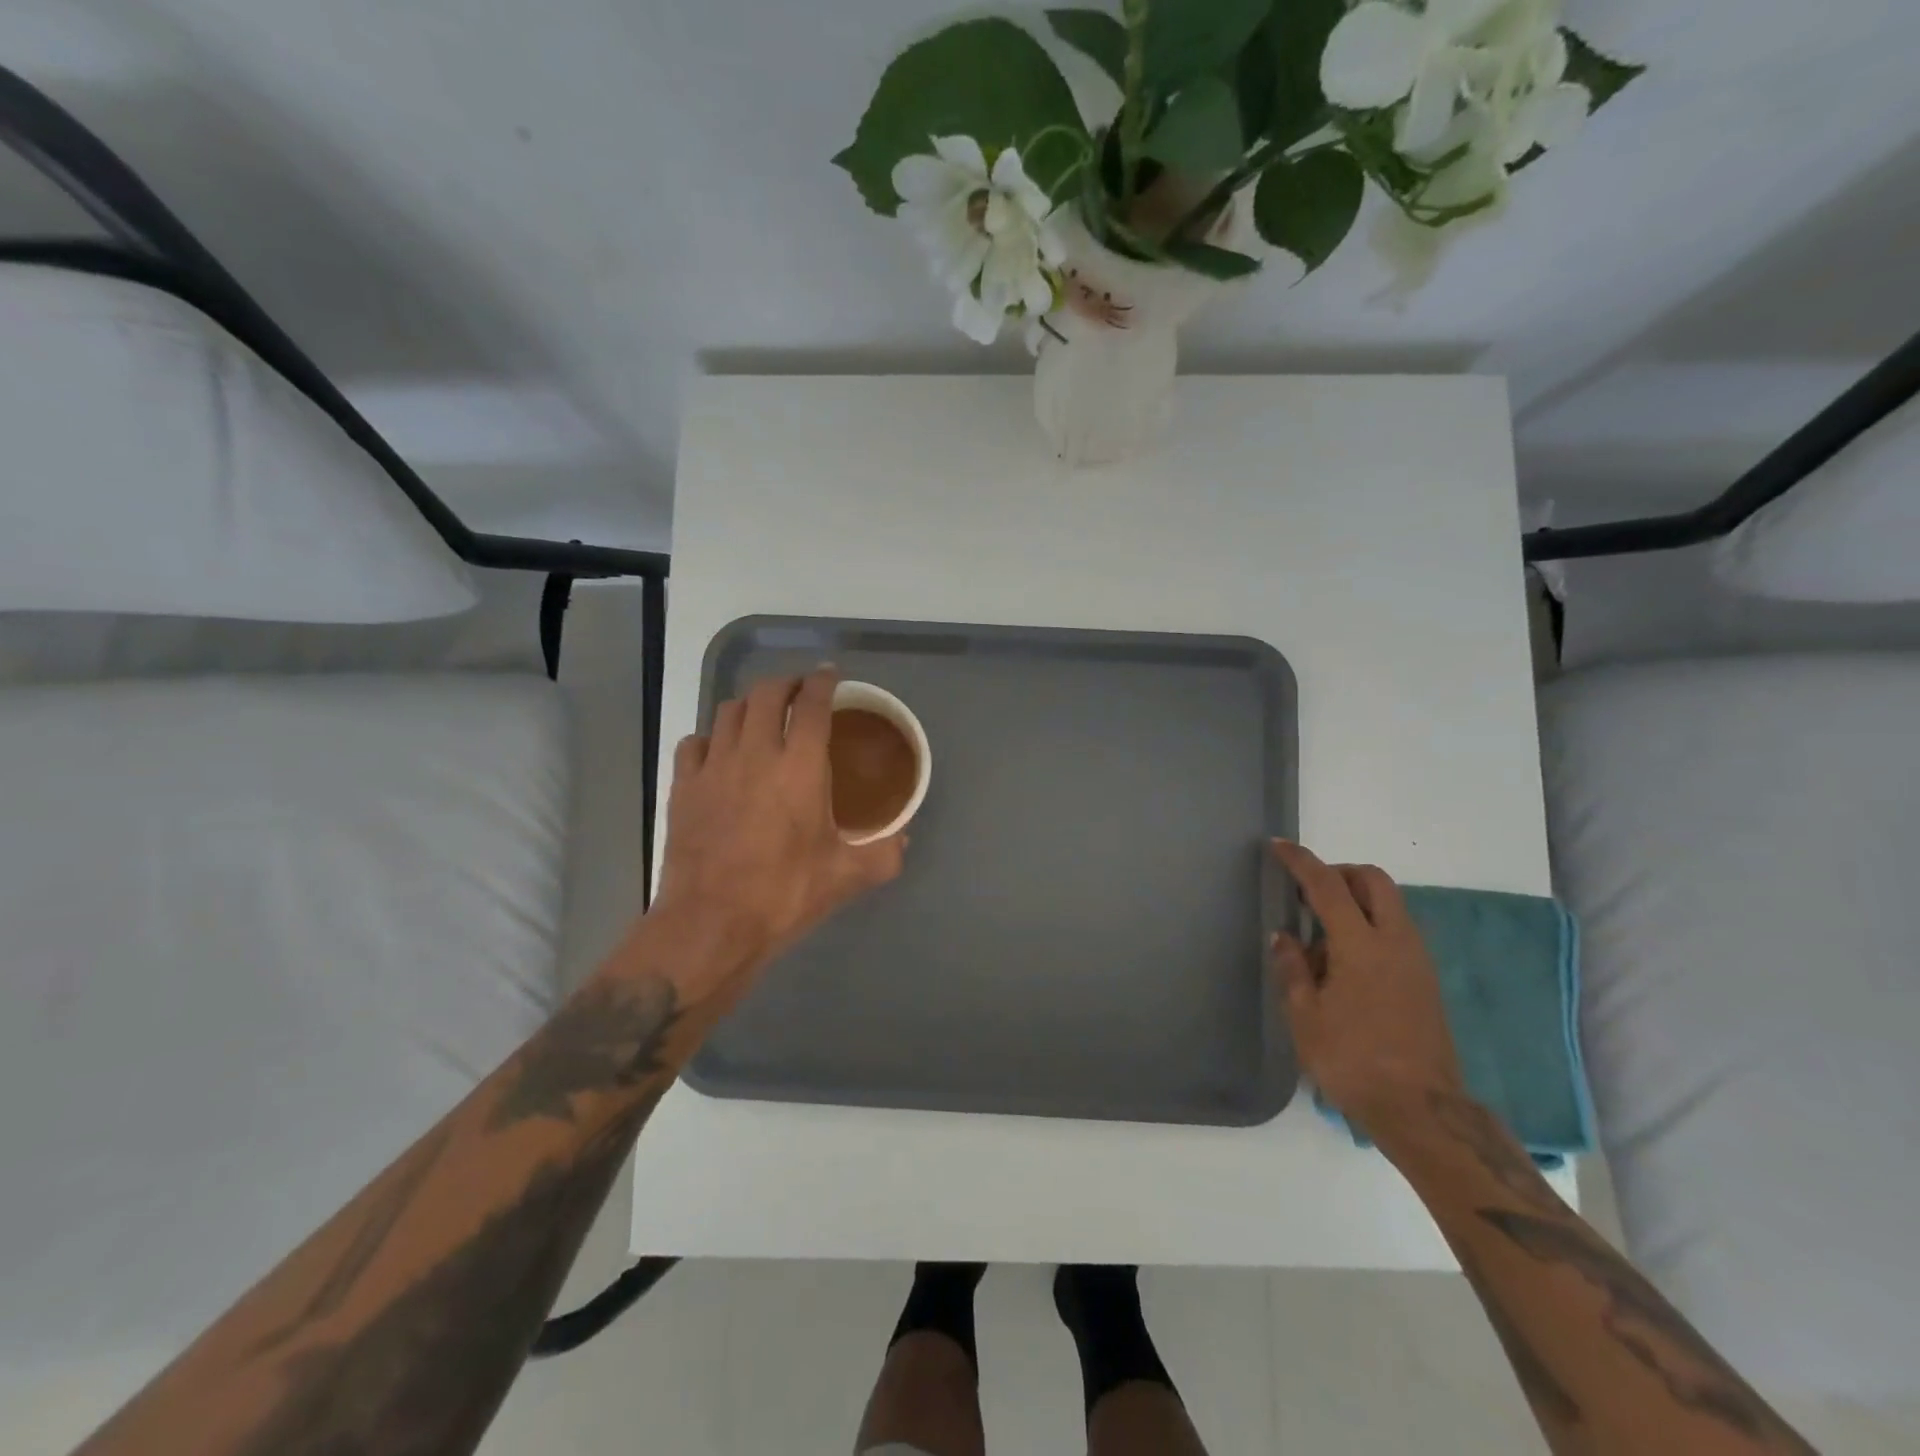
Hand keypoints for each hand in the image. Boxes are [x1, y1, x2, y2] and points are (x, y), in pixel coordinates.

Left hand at [647, 668, 906, 1007]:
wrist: (711, 923)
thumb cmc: (785, 894)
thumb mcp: (847, 877)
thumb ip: (883, 855)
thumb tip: (903, 841)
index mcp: (801, 767)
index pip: (812, 704)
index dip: (822, 682)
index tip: (830, 676)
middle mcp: (756, 753)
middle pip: (767, 694)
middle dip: (786, 684)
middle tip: (800, 694)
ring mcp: (714, 767)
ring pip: (729, 711)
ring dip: (750, 705)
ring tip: (762, 717)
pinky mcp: (683, 787)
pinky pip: (694, 743)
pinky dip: (711, 738)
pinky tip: (720, 753)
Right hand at [1270, 840, 1464, 1137]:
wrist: (1421, 1110)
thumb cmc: (1352, 1060)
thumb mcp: (1304, 1016)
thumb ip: (1292, 968)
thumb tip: (1284, 937)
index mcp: (1361, 945)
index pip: (1327, 885)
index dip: (1300, 861)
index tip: (1277, 847)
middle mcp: (1395, 942)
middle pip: (1373, 881)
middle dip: (1340, 873)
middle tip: (1308, 892)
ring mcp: (1416, 960)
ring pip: (1389, 904)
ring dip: (1356, 901)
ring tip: (1321, 936)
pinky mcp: (1426, 980)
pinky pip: (1396, 930)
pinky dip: (1370, 925)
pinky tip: (1345, 963)